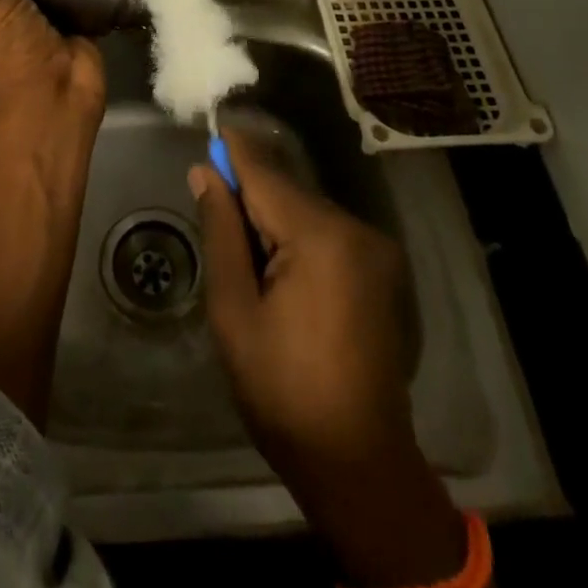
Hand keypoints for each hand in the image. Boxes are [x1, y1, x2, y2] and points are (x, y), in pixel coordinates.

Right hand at [188, 132, 413, 474]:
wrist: (358, 463)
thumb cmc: (282, 390)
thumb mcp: (233, 310)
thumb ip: (221, 231)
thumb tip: (205, 172)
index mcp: (320, 237)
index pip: (265, 173)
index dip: (234, 149)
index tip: (211, 125)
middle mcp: (356, 229)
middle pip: (288, 191)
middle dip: (250, 193)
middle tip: (214, 207)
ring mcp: (376, 249)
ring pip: (308, 211)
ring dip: (274, 218)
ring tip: (246, 256)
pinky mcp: (383, 269)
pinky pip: (329, 233)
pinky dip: (299, 236)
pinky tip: (281, 272)